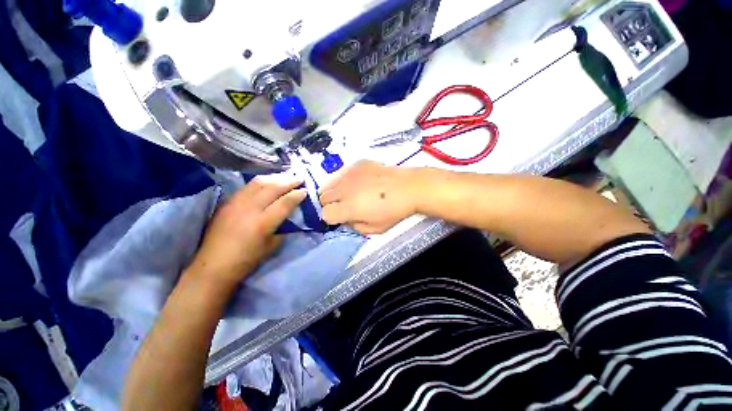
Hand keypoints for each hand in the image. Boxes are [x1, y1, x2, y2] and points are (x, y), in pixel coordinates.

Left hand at [185, 174, 306, 288]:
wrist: (213, 265)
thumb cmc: (246, 260)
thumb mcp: (272, 247)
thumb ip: (282, 229)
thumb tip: (288, 216)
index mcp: (263, 223)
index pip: (285, 203)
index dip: (297, 195)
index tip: (305, 190)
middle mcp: (250, 209)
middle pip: (273, 188)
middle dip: (289, 181)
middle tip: (300, 177)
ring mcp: (237, 203)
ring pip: (259, 183)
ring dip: (275, 177)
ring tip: (286, 176)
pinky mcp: (228, 202)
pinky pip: (248, 186)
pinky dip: (261, 181)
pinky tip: (268, 181)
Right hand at [319, 161, 418, 234]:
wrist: (409, 188)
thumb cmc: (394, 211)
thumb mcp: (375, 229)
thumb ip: (355, 227)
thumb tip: (346, 219)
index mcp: (349, 208)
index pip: (325, 214)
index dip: (331, 218)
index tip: (340, 218)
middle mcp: (344, 190)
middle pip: (323, 197)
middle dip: (330, 204)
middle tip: (343, 206)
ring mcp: (350, 174)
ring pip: (328, 183)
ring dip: (334, 191)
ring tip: (347, 194)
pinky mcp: (357, 164)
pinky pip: (341, 172)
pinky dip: (343, 179)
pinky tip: (356, 182)